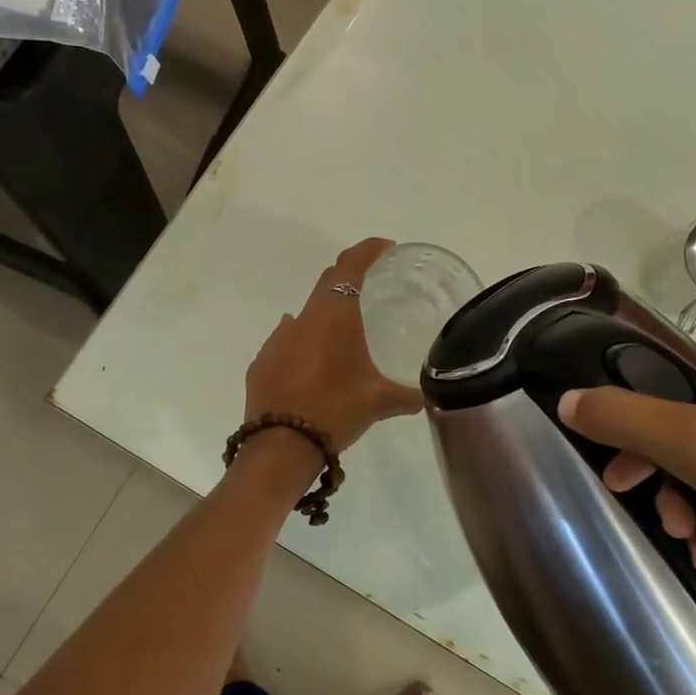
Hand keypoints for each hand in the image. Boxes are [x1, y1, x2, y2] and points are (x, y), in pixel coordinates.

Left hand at [243, 239, 424, 454]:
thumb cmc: (335, 412)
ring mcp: (277, 340)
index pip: (350, 267)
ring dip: (325, 315)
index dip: (368, 251)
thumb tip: (433, 395)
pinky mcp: (262, 363)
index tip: (385, 248)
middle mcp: (302, 319)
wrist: (280, 446)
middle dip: (349, 277)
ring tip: (345, 333)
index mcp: (333, 317)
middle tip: (372, 284)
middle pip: (327, 284)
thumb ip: (410, 395)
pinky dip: (304, 342)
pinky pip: (287, 341)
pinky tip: (314, 362)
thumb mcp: (379, 403)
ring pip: (305, 315)